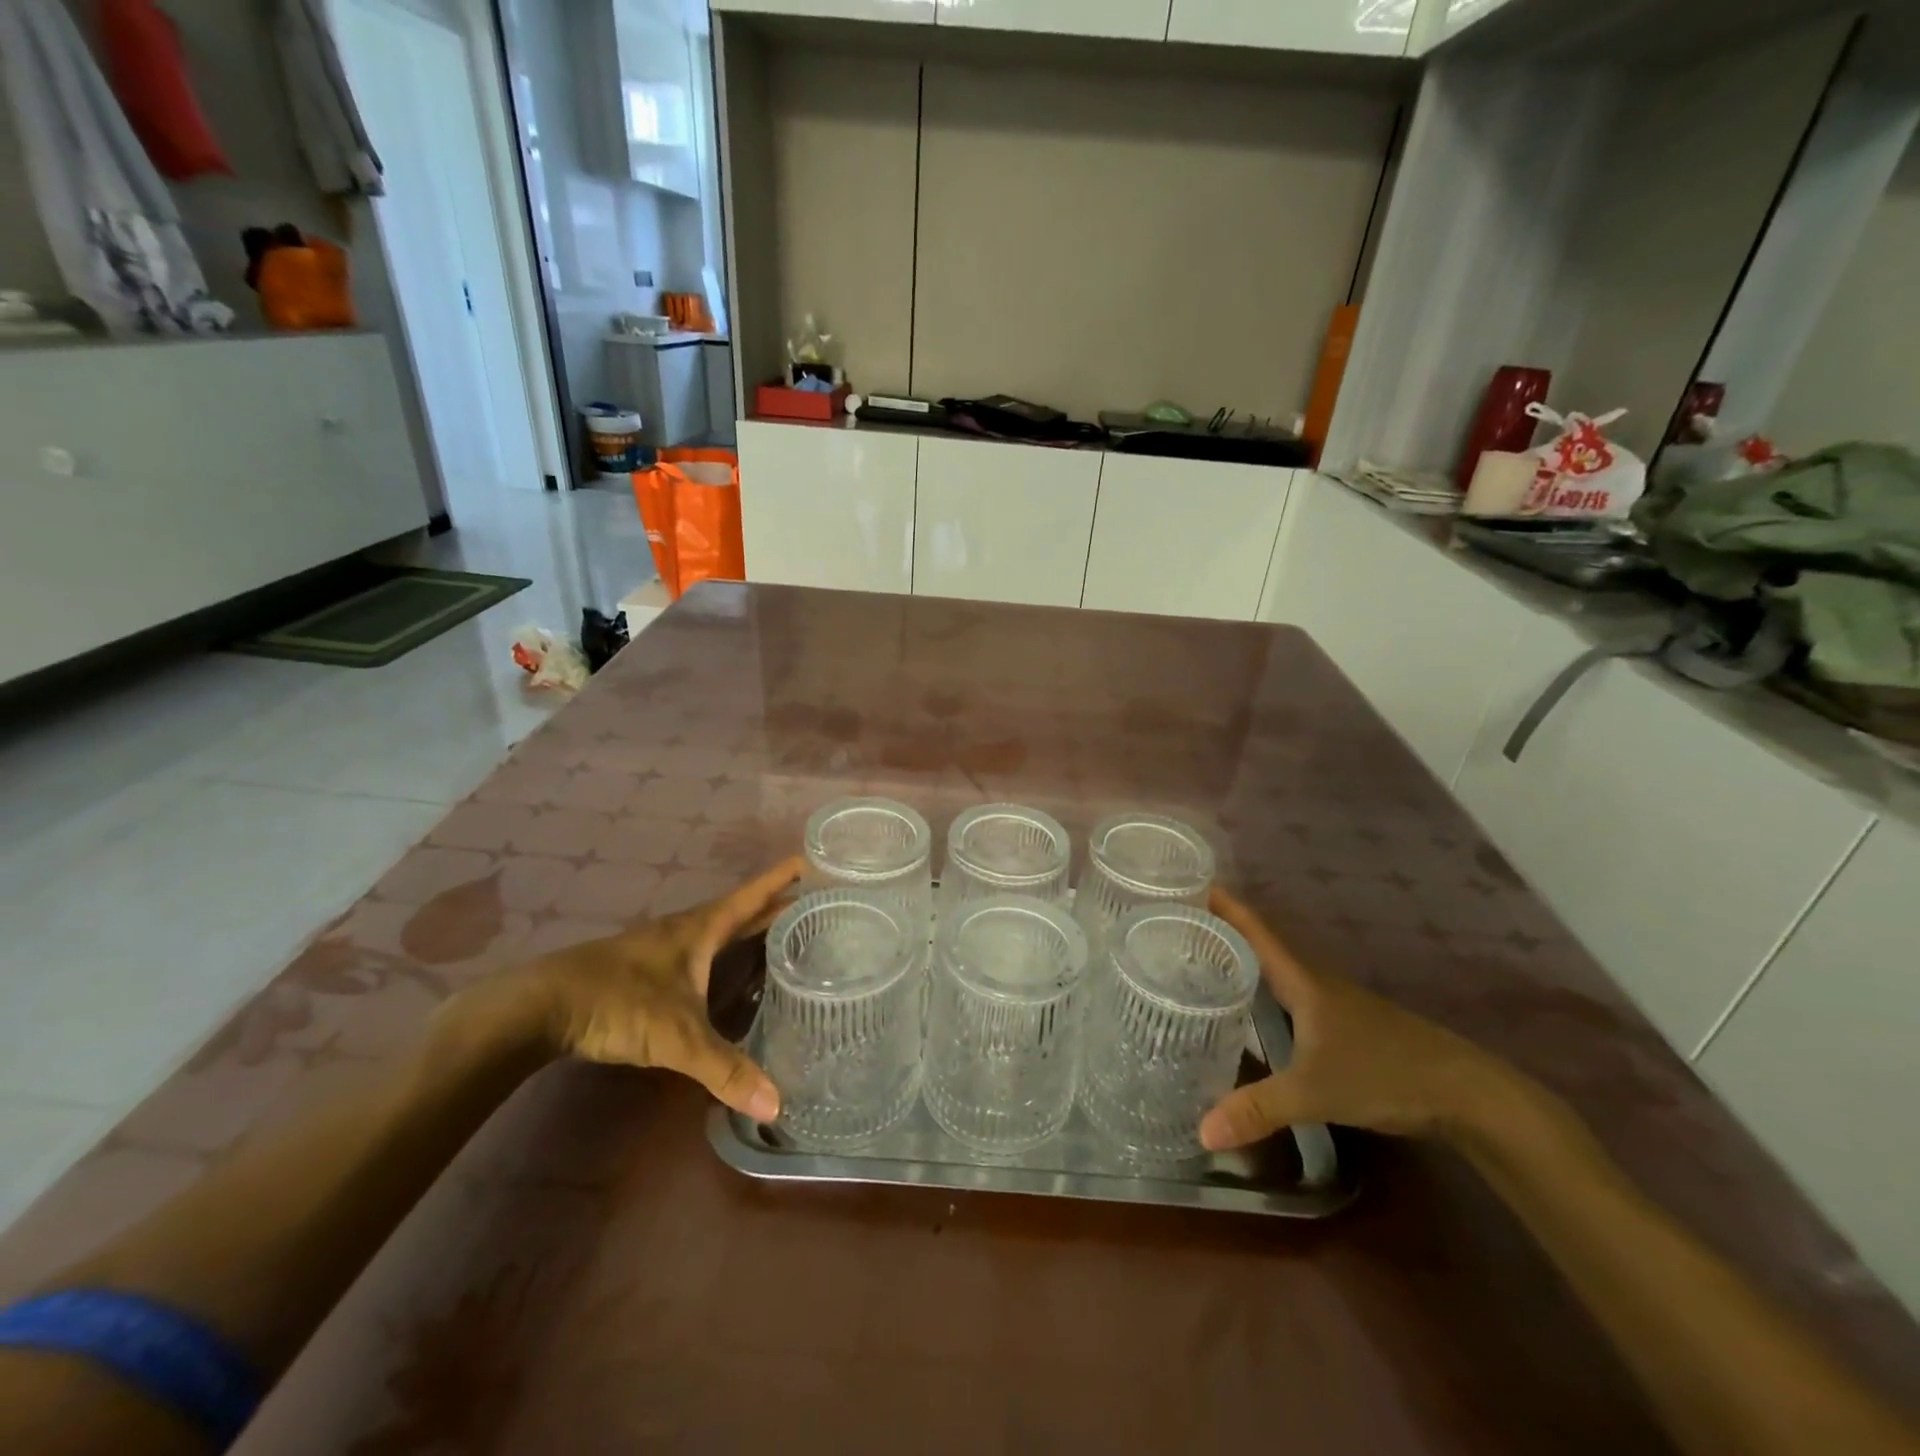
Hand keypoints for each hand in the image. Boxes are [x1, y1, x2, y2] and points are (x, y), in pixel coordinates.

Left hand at [511, 858, 801, 1121]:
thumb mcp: (677, 1036)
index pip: (756, 894)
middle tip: (822, 904)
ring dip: (755, 929)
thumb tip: (775, 1105)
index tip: (819, 858)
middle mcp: (689, 929)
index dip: (786, 876)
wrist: (540, 1006)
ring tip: (791, 937)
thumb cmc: (618, 1002)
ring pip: (723, 931)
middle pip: (745, 911)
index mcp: (703, 927)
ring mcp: (666, 947)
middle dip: (782, 905)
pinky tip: (736, 975)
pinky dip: (730, 954)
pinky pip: (705, 952)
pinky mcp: (650, 969)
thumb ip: (724, 1068)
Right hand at [1199, 886, 1511, 1151]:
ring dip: (1239, 960)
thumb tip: (1201, 1133)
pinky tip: (1247, 1009)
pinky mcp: (1343, 1024)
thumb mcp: (1314, 1093)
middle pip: (1258, 944)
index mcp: (1301, 980)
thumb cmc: (1385, 1074)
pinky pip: (1287, 993)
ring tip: (1196, 962)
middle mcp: (1312, 981)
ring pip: (1273, 970)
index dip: (1222, 904)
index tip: (1186, 883)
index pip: (1254, 930)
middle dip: (1218, 931)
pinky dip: (1260, 989)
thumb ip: (1258, 1110)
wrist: (1466, 1093)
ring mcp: (1331, 1002)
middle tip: (1173, 925)